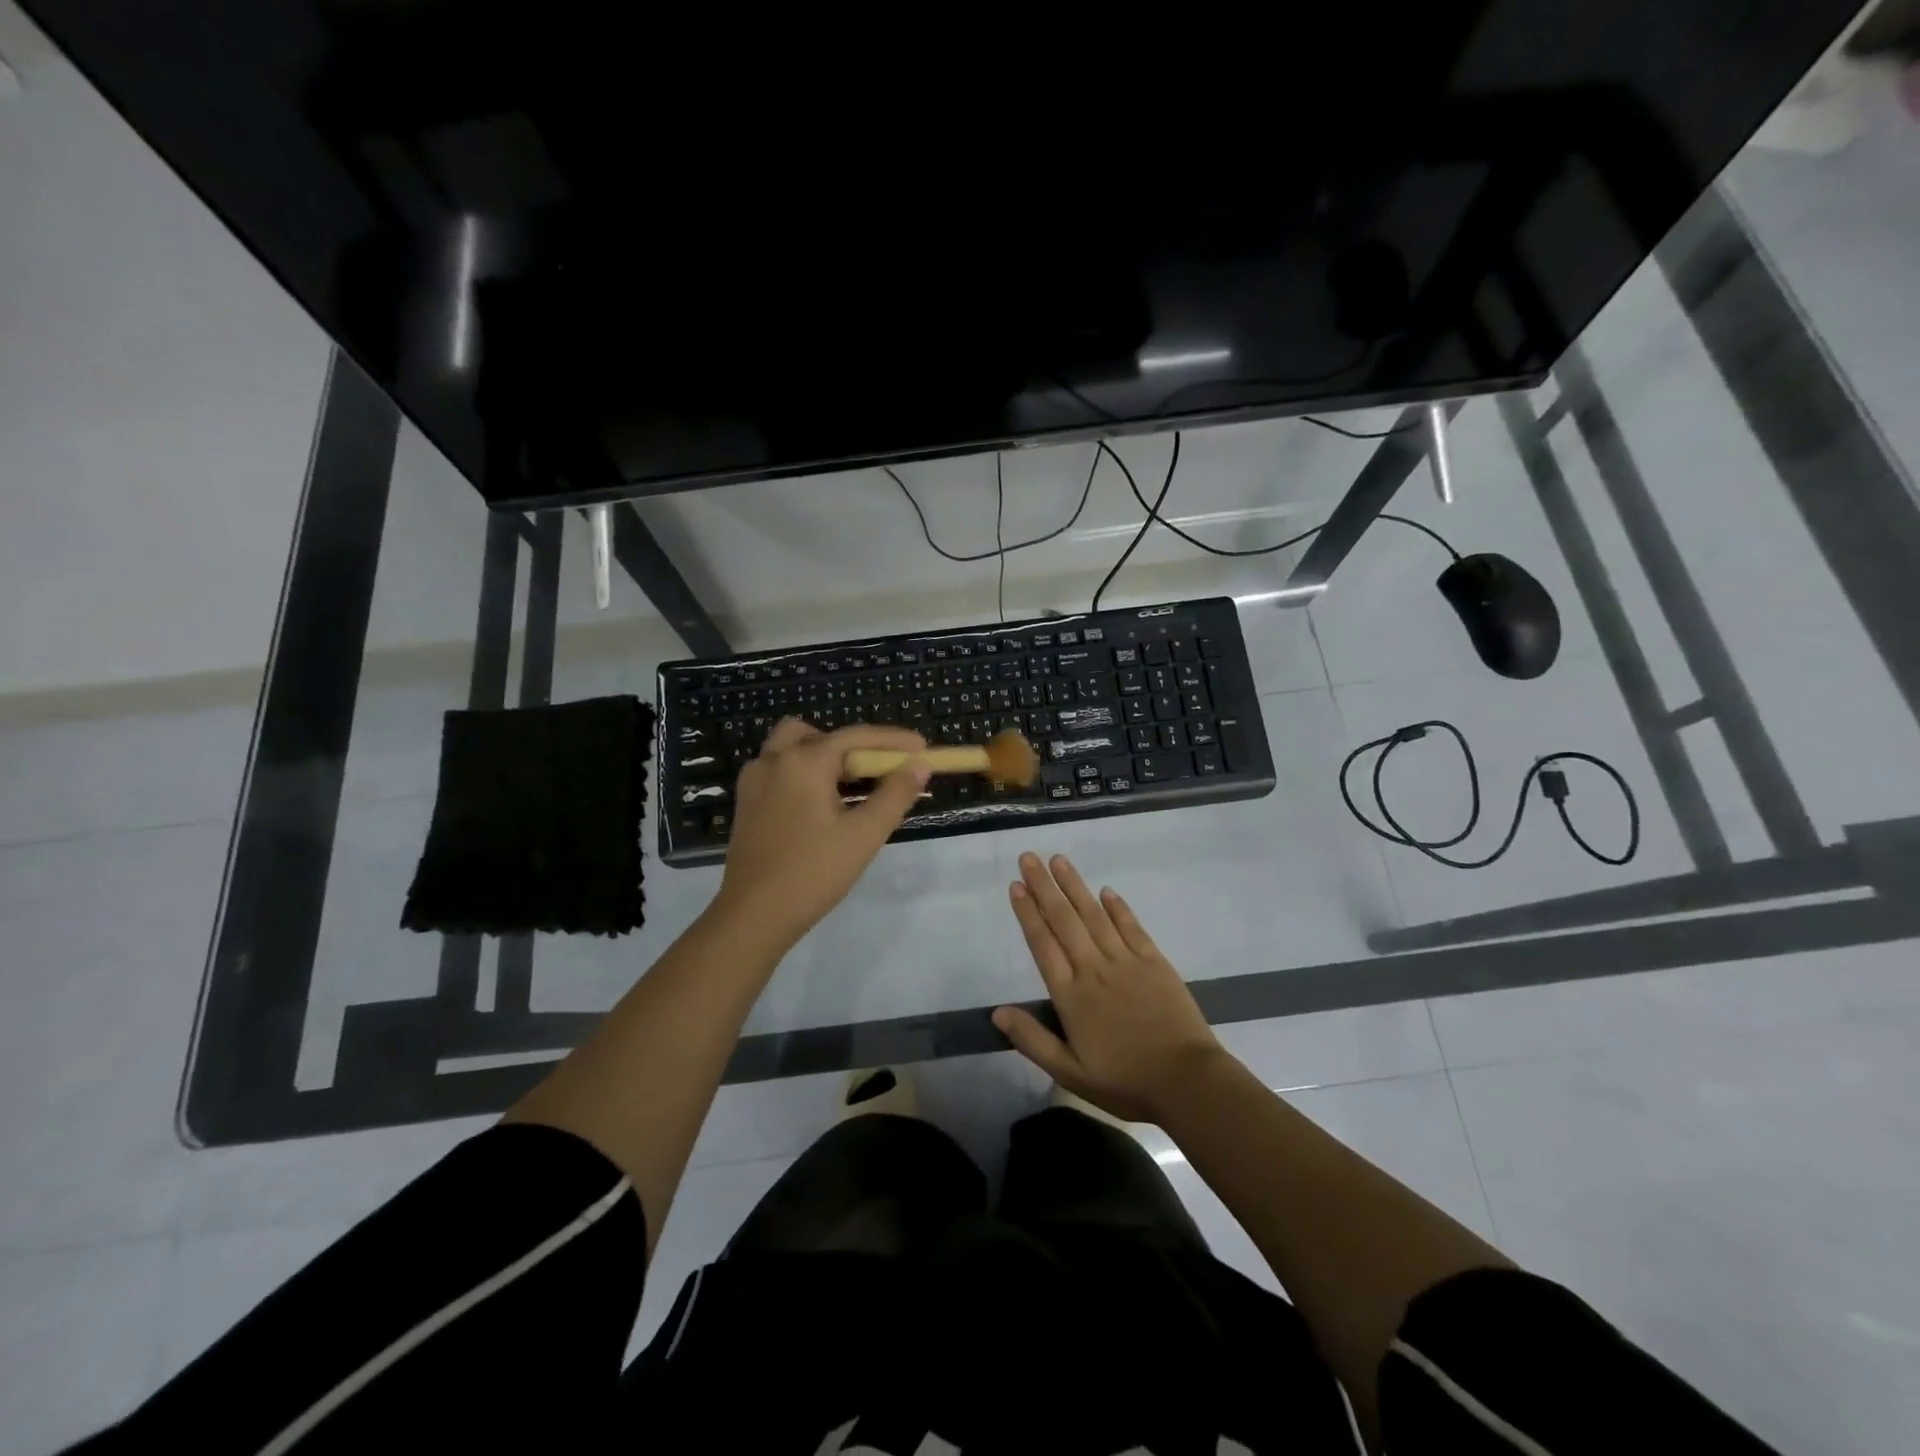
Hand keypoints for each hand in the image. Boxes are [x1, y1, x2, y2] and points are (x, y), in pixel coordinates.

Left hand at [712, 718, 930, 952]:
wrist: (753, 915)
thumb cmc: (813, 873)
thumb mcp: (864, 834)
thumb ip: (895, 794)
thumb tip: (920, 765)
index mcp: (803, 762)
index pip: (855, 736)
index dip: (892, 740)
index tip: (922, 747)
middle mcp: (774, 760)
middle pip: (820, 734)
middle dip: (853, 746)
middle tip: (879, 771)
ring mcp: (754, 780)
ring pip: (793, 747)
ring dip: (824, 756)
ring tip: (850, 787)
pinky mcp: (746, 801)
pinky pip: (779, 769)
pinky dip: (804, 772)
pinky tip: (821, 804)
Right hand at [994, 851, 1227, 1123]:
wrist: (1187, 1082)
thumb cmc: (1125, 1082)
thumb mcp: (1070, 1073)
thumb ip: (1033, 1040)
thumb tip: (997, 1012)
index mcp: (1071, 996)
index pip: (1043, 944)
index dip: (1028, 913)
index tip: (1016, 886)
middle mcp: (1094, 969)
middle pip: (1064, 920)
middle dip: (1044, 887)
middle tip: (1028, 858)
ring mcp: (1126, 962)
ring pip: (1094, 916)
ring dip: (1075, 886)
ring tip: (1058, 860)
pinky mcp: (1154, 962)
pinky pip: (1132, 928)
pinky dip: (1118, 908)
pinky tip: (1106, 891)